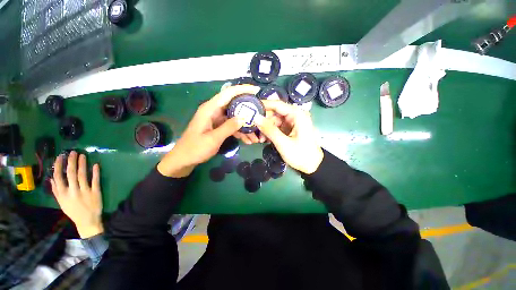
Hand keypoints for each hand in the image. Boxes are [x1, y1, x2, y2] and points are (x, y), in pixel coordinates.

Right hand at [51, 151, 102, 237]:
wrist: (87, 221)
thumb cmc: (73, 211)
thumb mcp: (62, 203)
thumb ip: (57, 191)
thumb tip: (52, 178)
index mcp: (63, 194)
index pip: (59, 177)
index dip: (59, 165)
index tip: (60, 156)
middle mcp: (73, 191)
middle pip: (71, 173)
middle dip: (71, 161)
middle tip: (73, 152)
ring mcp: (85, 191)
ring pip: (82, 175)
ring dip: (82, 164)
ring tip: (82, 155)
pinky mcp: (96, 192)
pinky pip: (95, 180)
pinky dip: (95, 172)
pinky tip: (95, 165)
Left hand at [157, 85, 259, 176]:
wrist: (185, 159)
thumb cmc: (195, 148)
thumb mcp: (213, 138)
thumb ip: (229, 127)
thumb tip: (244, 117)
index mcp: (210, 109)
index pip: (228, 93)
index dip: (242, 90)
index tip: (256, 91)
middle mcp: (214, 111)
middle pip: (235, 105)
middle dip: (248, 110)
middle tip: (261, 115)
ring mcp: (217, 119)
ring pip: (235, 117)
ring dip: (246, 126)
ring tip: (256, 136)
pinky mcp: (219, 127)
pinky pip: (232, 126)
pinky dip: (240, 132)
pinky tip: (248, 140)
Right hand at [255, 100, 323, 173]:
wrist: (313, 165)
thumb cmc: (301, 155)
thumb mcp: (283, 143)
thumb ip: (269, 130)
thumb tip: (256, 117)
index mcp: (297, 115)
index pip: (277, 104)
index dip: (263, 105)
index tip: (250, 108)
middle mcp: (295, 115)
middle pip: (275, 113)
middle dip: (264, 121)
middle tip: (254, 130)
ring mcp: (293, 122)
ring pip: (274, 120)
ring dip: (266, 129)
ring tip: (261, 139)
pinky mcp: (290, 129)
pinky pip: (278, 127)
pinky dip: (271, 132)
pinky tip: (266, 139)